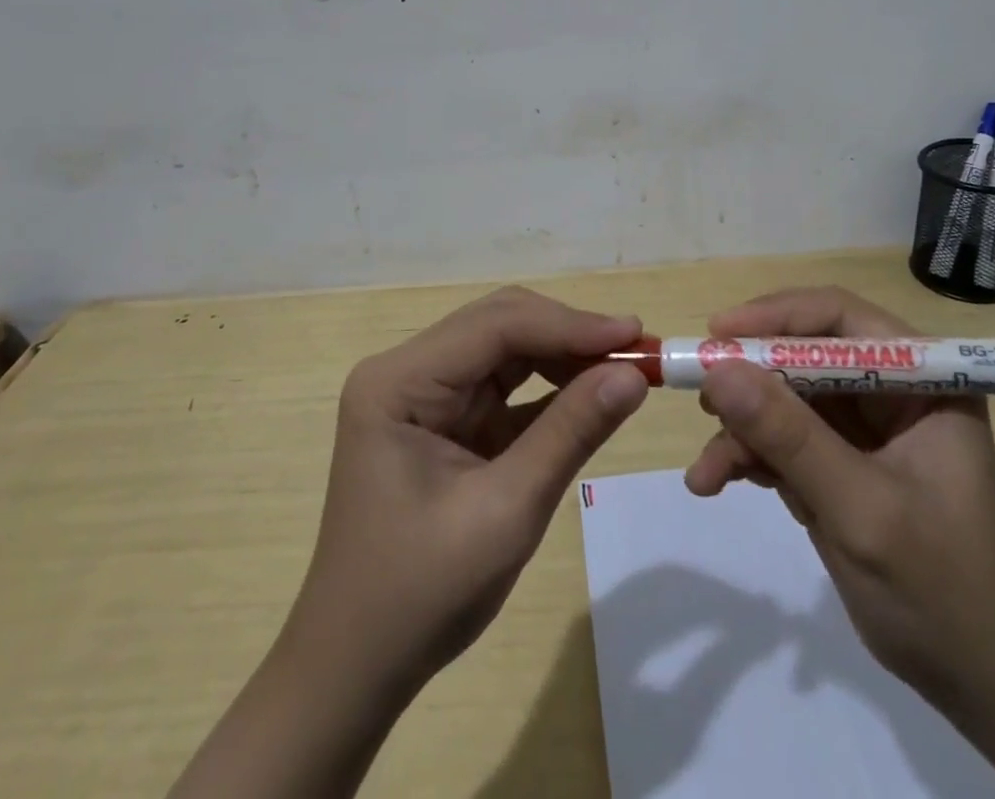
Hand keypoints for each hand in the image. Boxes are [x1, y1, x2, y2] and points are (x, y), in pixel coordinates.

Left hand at [172, 288, 649, 798]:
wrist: (358, 669)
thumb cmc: (420, 595)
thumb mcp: (506, 511)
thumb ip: (570, 432)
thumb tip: (634, 374)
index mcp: (399, 381)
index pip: (495, 326)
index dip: (569, 324)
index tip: (634, 333)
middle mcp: (407, 371)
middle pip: (500, 326)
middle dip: (569, 335)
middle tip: (637, 350)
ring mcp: (425, 394)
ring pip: (507, 350)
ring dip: (564, 357)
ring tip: (623, 369)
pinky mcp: (445, 420)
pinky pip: (505, 387)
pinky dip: (550, 389)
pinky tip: (592, 393)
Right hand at [683, 287, 994, 708]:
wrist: (986, 687)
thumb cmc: (944, 591)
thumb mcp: (862, 509)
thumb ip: (790, 438)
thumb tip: (718, 370)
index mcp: (923, 379)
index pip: (841, 317)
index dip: (777, 316)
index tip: (718, 335)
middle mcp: (891, 390)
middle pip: (803, 355)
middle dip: (750, 381)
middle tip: (701, 401)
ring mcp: (864, 428)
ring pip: (783, 398)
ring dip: (741, 430)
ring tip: (707, 471)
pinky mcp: (839, 462)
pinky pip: (782, 438)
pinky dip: (748, 456)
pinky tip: (717, 482)